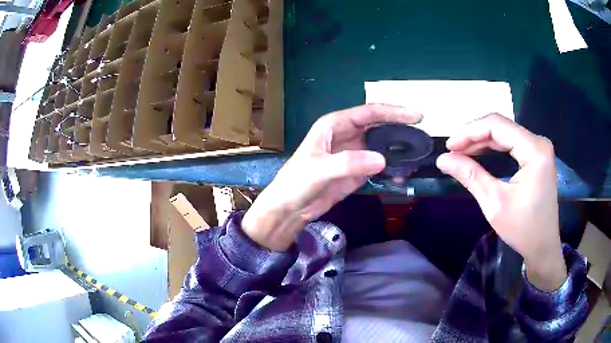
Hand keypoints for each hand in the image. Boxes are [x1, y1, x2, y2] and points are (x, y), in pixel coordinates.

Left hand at [242, 104, 421, 250]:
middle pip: (378, 126)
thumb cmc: (296, 183)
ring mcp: (353, 153)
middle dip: (400, 129)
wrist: (290, 209)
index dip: (392, 112)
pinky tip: (402, 174)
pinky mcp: (356, 171)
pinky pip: (378, 165)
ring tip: (417, 155)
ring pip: (381, 145)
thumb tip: (382, 159)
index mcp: (334, 125)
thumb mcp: (319, 170)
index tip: (415, 116)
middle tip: (421, 135)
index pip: (368, 113)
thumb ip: (348, 163)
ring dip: (397, 150)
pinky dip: (390, 168)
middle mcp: (346, 135)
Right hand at [436, 114, 566, 290]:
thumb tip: (443, 159)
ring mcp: (539, 148)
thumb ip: (470, 176)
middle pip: (501, 127)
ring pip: (505, 134)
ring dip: (482, 142)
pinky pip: (512, 144)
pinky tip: (480, 154)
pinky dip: (494, 148)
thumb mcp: (495, 203)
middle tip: (452, 151)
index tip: (449, 146)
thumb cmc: (523, 229)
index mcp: (534, 150)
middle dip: (474, 136)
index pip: (497, 126)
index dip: (470, 131)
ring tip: (461, 152)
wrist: (543, 247)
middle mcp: (539, 142)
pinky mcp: (537, 156)